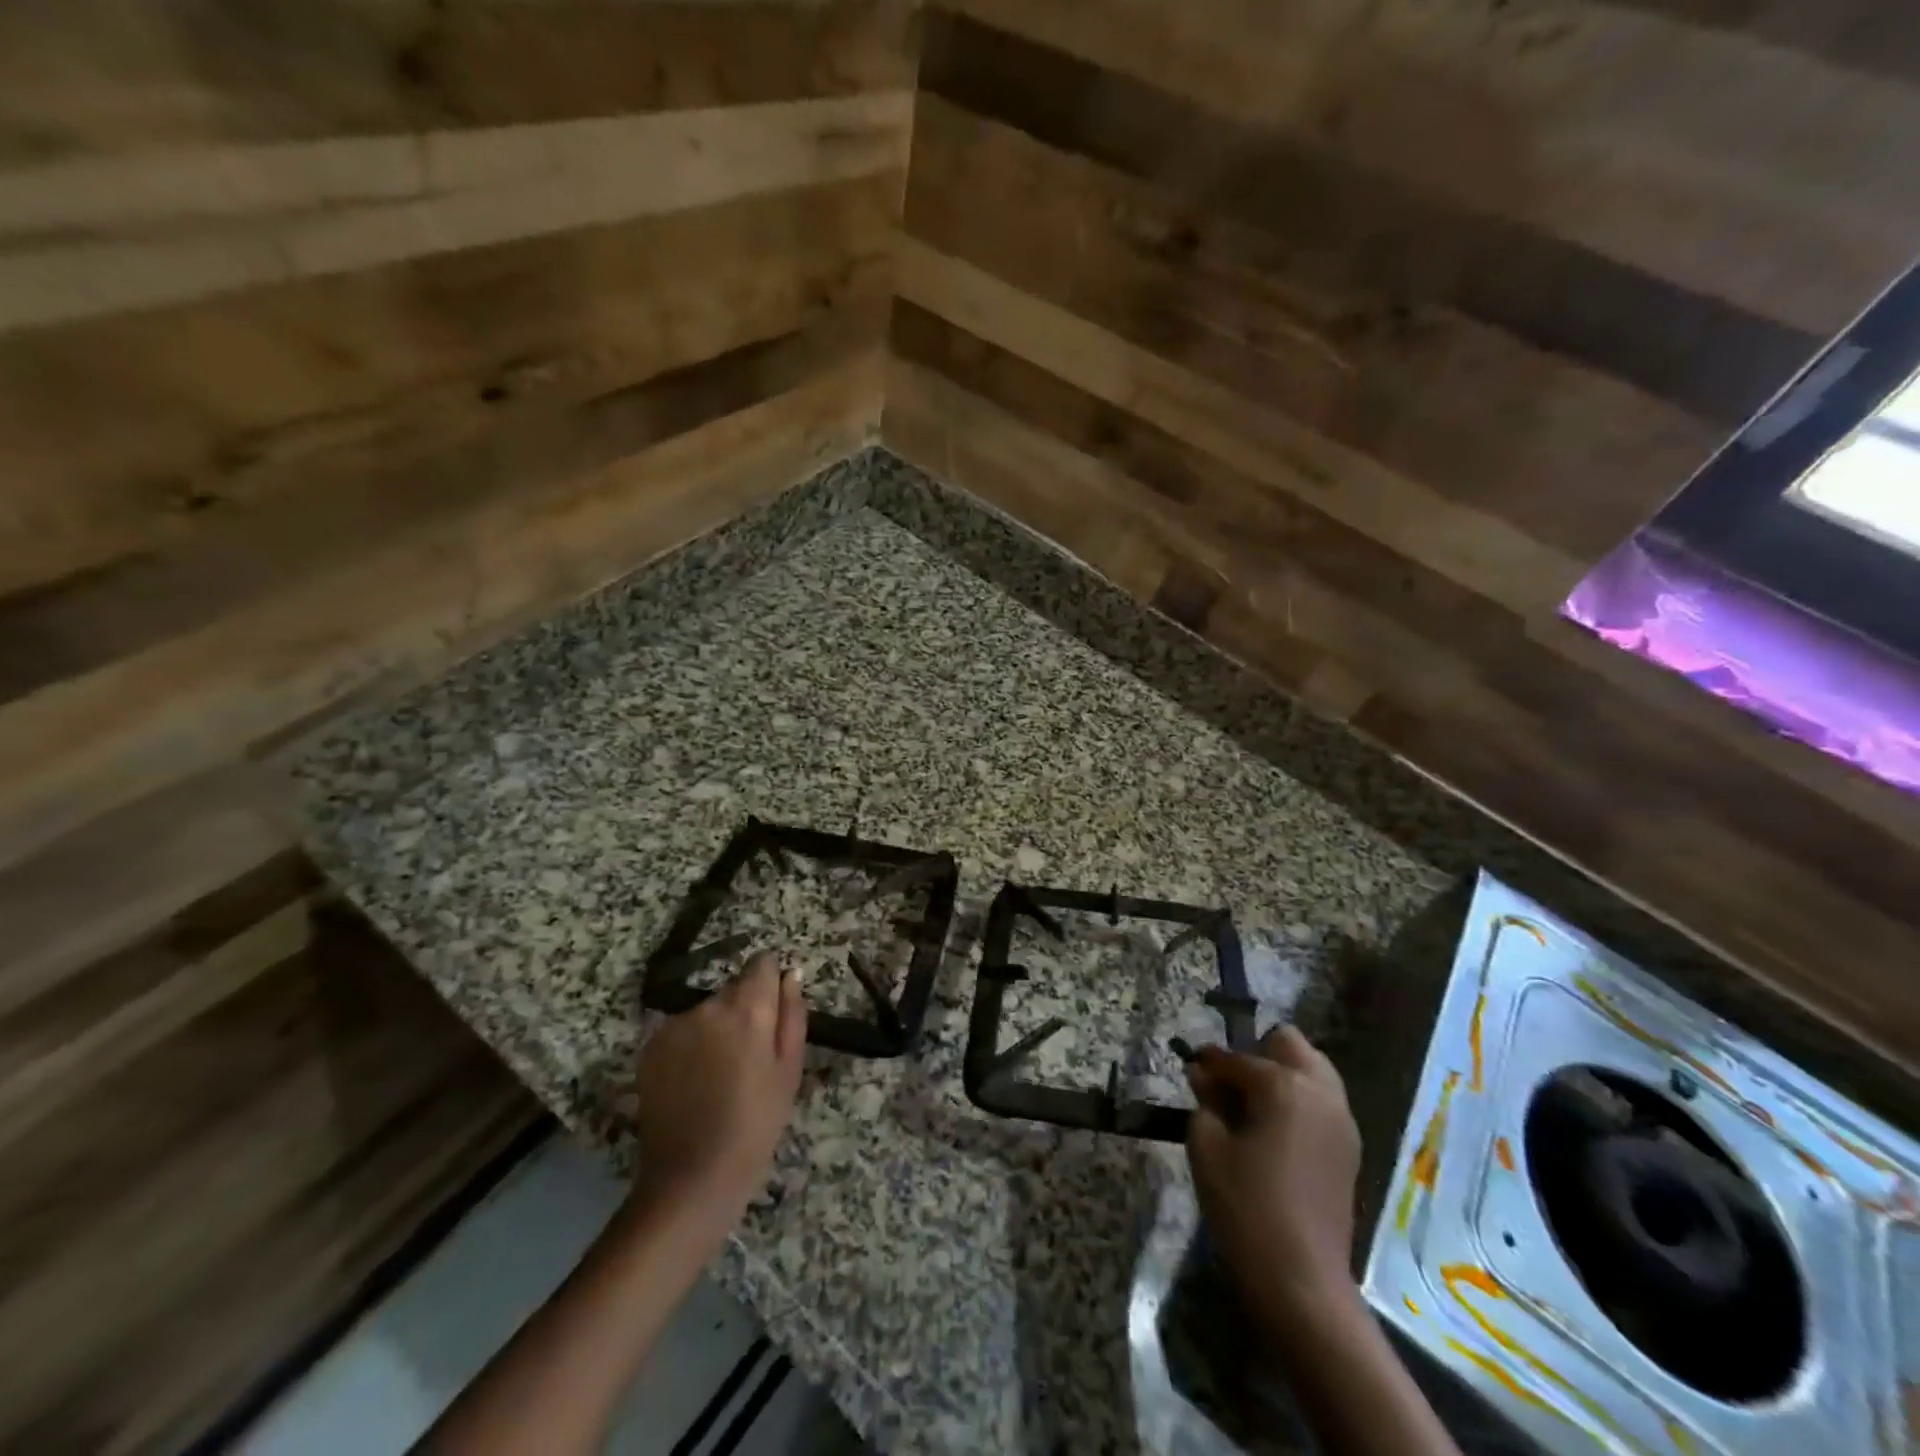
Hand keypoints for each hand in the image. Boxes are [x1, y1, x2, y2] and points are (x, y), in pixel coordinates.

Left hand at [631, 953, 806, 1226]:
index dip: (770, 983)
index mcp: (748, 1009)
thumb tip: (791, 974)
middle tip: (750, 1057)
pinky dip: (690, 1046)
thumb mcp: (790, 1070)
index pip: (762, 964)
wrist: (691, 1177)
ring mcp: (674, 1026)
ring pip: (706, 1011)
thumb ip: (792, 1014)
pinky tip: (694, 1083)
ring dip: (716, 1028)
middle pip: (733, 988)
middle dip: (744, 1010)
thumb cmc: (756, 1124)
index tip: (773, 1013)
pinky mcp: (650, 1048)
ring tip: (720, 1075)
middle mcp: (708, 1006)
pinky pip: (681, 1031)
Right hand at [1186, 1025, 1362, 1332]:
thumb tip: (1203, 1076)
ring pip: (1313, 1070)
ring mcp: (1341, 1120)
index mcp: (1284, 1085)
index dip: (1208, 1063)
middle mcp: (1320, 1092)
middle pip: (1290, 1044)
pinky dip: (1299, 1101)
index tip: (1190, 1069)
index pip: (1236, 1058)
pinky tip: (1274, 1131)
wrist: (1301, 1281)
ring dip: (1282, 1075)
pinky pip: (1322, 1102)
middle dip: (1258, 1052)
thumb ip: (1205, 1101)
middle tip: (1230, 1085)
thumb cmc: (1245, 1205)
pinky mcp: (1349, 1149)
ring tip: (1252, 1107)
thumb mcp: (1207, 1146)